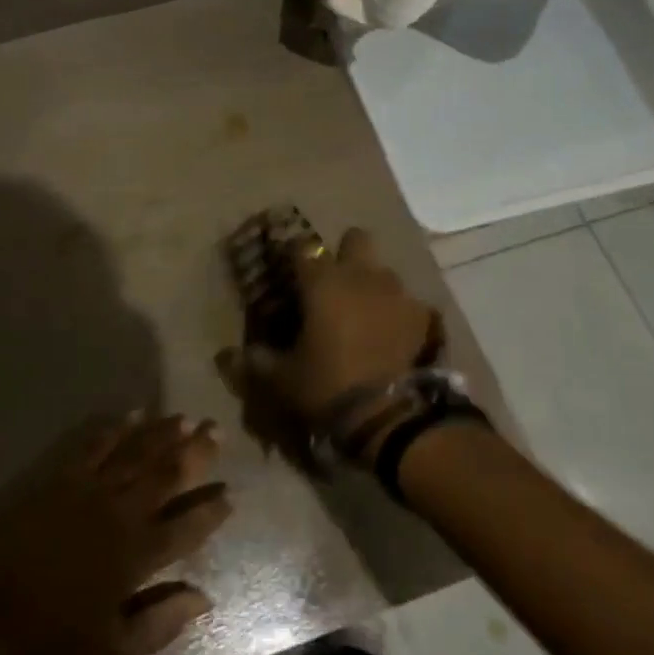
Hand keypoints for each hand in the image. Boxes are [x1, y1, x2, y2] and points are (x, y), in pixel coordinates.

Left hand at [0, 414, 231, 654]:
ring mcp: (90, 488)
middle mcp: (120, 512)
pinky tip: (133, 415)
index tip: (230, 493)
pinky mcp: (62, 476)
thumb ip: (162, 621)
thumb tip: (204, 596)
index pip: (186, 526)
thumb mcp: (115, 651)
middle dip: (196, 453)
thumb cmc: (54, 637)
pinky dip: (117, 428)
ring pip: (136, 452)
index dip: (210, 509)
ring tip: (187, 419)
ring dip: (163, 434)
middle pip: (166, 475)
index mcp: (137, 555)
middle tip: (217, 430)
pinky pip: (96, 443)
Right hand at [219, 227, 441, 464]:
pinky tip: (392, 337)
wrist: (391, 415)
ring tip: (364, 314)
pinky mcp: (424, 316)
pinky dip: (398, 314)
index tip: (288, 270)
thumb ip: (256, 361)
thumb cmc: (328, 386)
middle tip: (334, 282)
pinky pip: (408, 304)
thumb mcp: (282, 379)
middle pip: (355, 239)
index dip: (293, 255)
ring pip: (383, 271)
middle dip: (345, 253)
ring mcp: (396, 293)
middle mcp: (360, 275)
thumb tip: (229, 355)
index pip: (301, 247)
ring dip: (372, 285)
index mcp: (322, 282)